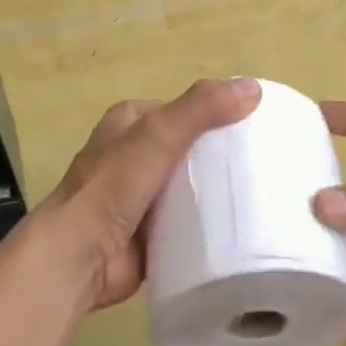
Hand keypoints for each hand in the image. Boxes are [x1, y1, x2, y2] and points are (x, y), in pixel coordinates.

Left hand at [36, 77, 260, 310]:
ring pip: (193, 186)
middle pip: (192, 149)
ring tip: (263, 193)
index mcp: (131, 122)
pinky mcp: (151, 232)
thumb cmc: (113, 186)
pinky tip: (242, 225)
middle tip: (266, 164)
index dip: (219, 114)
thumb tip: (253, 88)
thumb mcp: (158, 134)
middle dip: (223, 156)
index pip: (186, 110)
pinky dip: (211, 223)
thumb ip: (202, 109)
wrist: (79, 258)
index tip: (258, 127)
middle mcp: (135, 155)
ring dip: (219, 191)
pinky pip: (190, 221)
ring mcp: (142, 196)